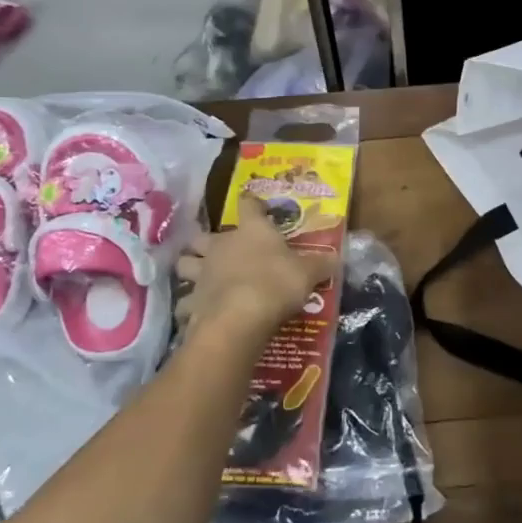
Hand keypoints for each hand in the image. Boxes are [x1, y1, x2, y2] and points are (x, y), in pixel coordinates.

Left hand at [175, 195, 334, 343]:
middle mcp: (220, 245)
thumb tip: (337, 258)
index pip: (247, 205)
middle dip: (205, 241)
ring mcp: (201, 273)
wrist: (240, 319)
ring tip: (200, 278)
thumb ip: (321, 264)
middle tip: (217, 250)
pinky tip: (198, 313)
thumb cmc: (276, 283)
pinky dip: (189, 307)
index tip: (255, 205)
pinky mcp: (191, 302)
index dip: (251, 204)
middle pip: (201, 235)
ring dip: (190, 268)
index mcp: (251, 231)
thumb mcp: (309, 272)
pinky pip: (184, 302)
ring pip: (184, 264)